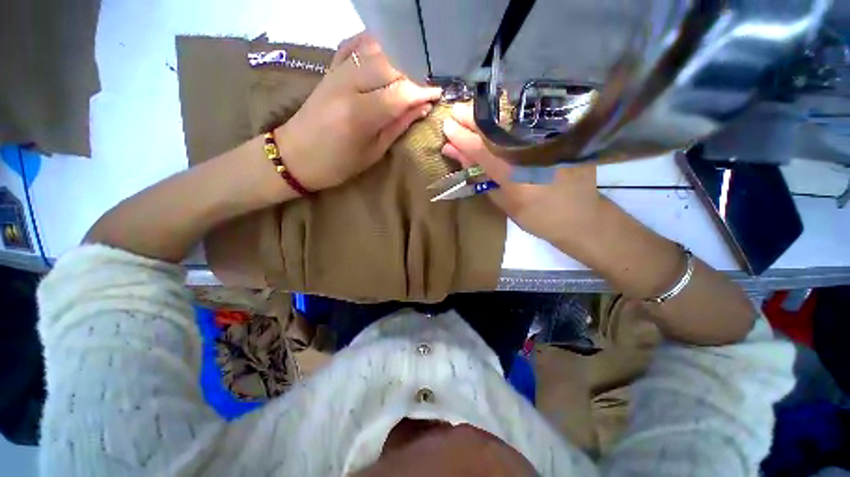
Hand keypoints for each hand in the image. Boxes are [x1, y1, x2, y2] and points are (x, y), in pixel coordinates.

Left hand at [275, 33, 441, 190]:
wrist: (295, 155)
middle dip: (415, 73)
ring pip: (376, 49)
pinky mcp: (330, 68)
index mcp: (360, 114)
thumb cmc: (337, 164)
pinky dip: (375, 44)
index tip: (438, 94)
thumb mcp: (373, 152)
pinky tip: (387, 53)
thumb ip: (398, 126)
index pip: (401, 92)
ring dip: (399, 57)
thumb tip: (422, 108)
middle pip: (391, 64)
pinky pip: (355, 44)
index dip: (423, 91)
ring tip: (413, 72)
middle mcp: (348, 85)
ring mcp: (337, 72)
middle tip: (428, 85)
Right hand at [441, 103, 601, 246]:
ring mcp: (552, 141)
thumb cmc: (537, 217)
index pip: (483, 150)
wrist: (581, 218)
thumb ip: (482, 176)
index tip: (446, 126)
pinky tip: (496, 115)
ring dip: (489, 115)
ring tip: (469, 112)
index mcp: (517, 177)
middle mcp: (535, 153)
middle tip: (455, 112)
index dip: (462, 137)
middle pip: (498, 128)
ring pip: (514, 119)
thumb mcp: (504, 202)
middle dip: (473, 117)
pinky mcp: (564, 136)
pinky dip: (509, 117)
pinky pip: (530, 121)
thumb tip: (458, 154)